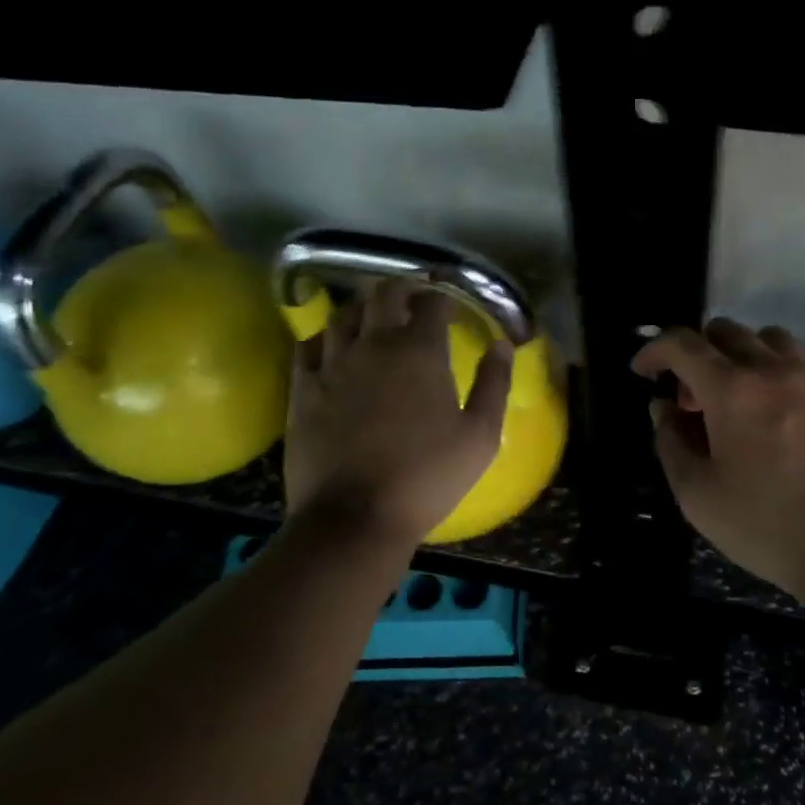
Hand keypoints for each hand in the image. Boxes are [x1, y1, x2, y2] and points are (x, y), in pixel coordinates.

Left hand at [285, 279, 512, 543]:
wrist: (354, 517)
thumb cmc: (427, 477)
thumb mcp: (480, 436)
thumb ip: (494, 384)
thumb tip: (501, 344)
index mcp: (420, 351)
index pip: (432, 302)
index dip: (443, 294)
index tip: (450, 302)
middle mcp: (374, 344)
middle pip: (384, 293)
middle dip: (403, 286)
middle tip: (414, 297)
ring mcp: (333, 364)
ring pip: (344, 313)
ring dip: (364, 307)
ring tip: (374, 317)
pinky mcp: (302, 388)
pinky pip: (308, 345)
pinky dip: (324, 337)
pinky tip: (332, 346)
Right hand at [631, 319, 804, 596]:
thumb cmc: (769, 526)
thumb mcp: (698, 495)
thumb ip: (671, 442)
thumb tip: (663, 408)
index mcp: (732, 389)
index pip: (683, 344)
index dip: (654, 350)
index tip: (643, 371)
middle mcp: (774, 370)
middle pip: (725, 331)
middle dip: (696, 355)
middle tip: (690, 399)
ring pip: (768, 339)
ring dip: (740, 355)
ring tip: (736, 397)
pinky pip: (801, 360)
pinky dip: (776, 368)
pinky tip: (776, 408)